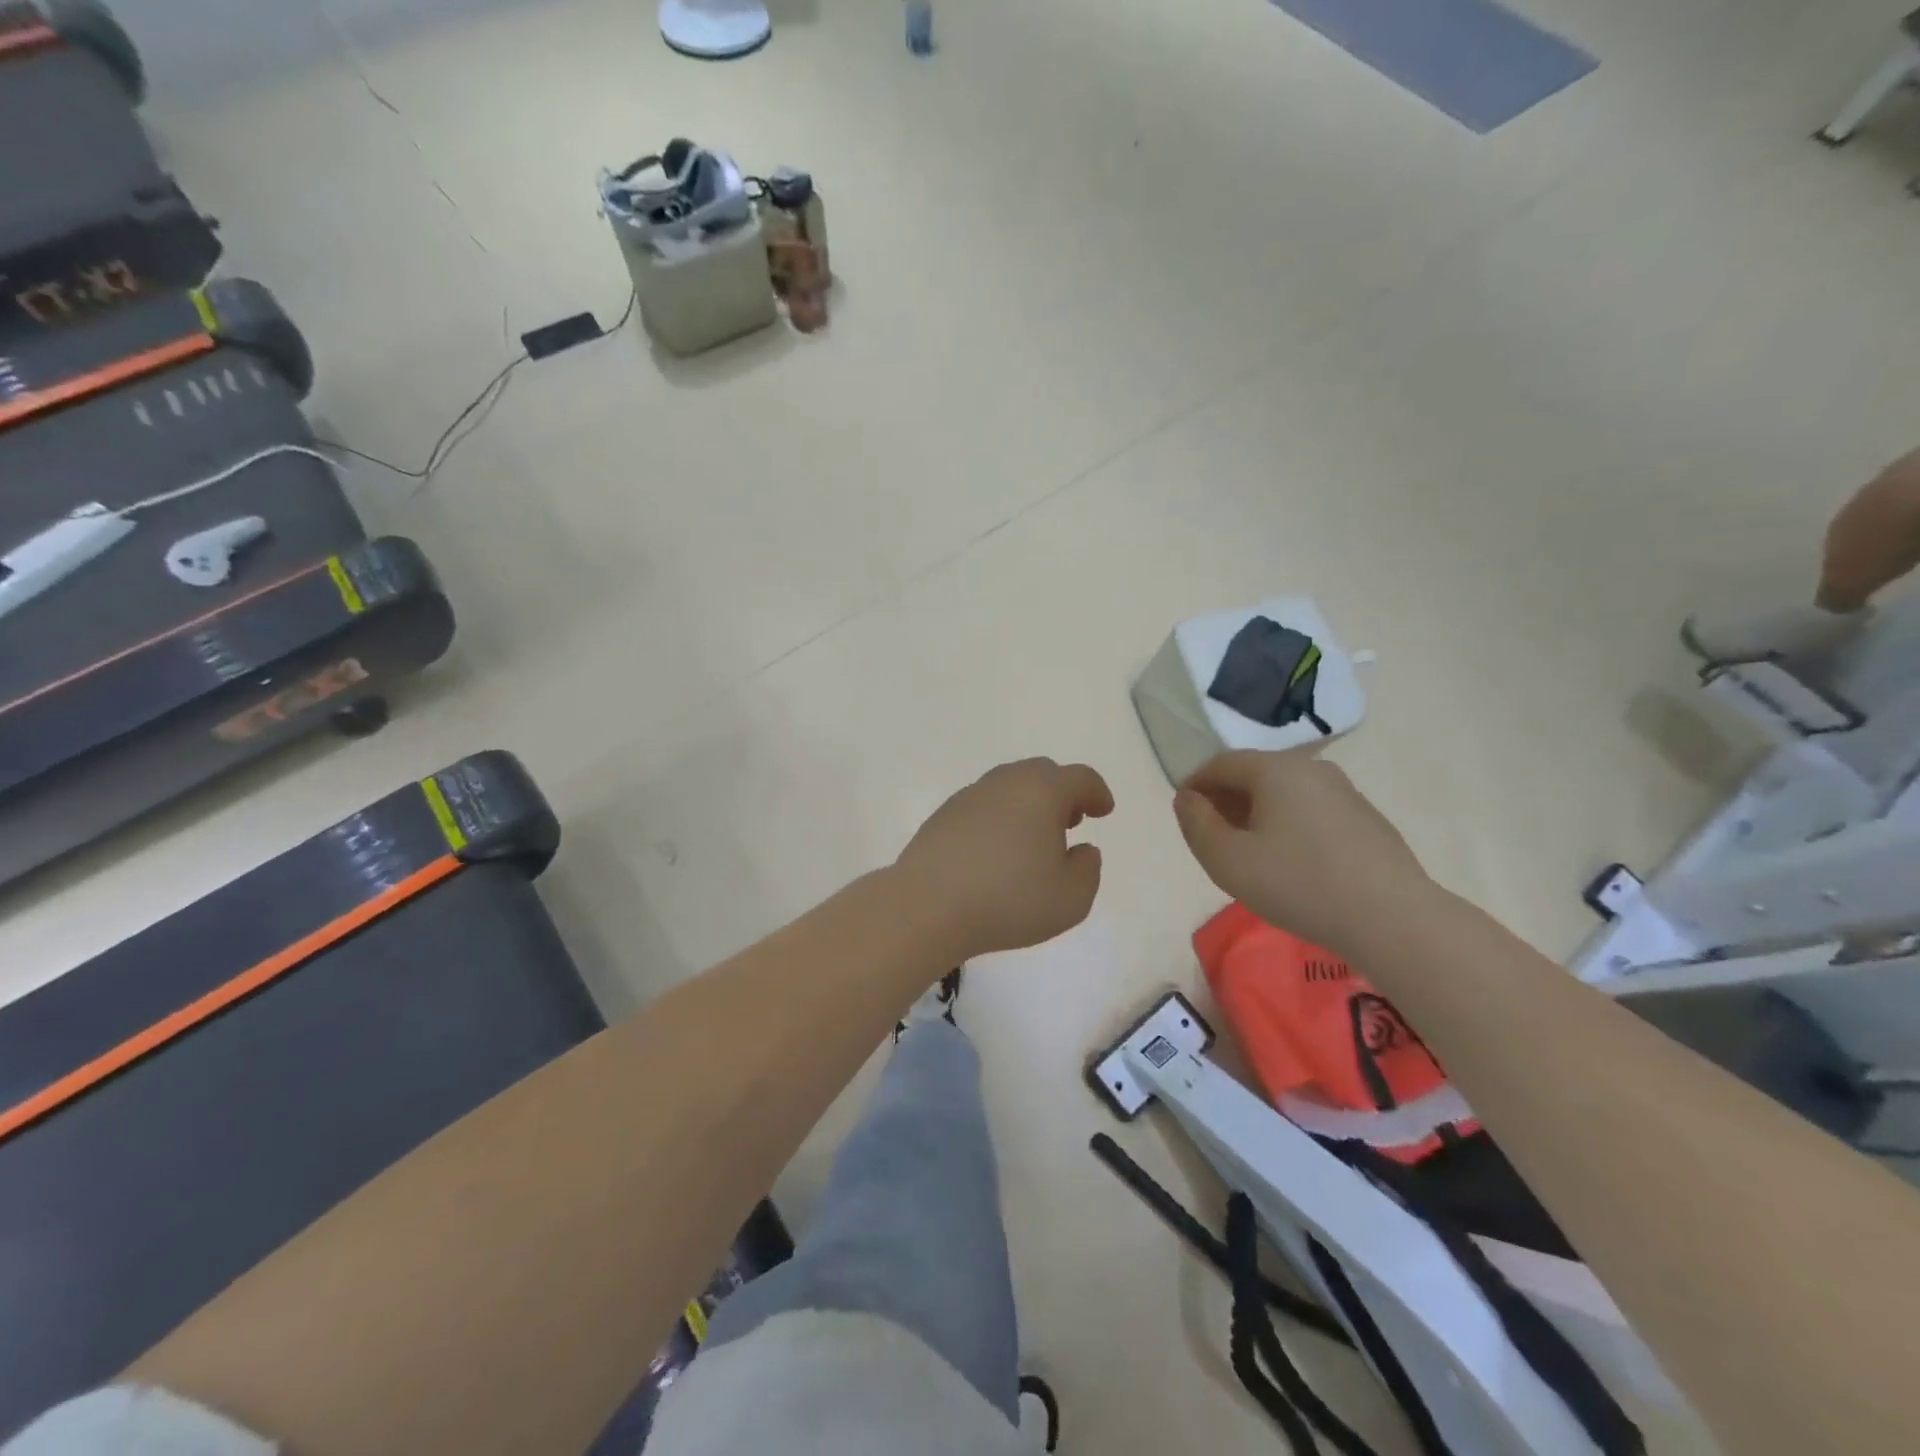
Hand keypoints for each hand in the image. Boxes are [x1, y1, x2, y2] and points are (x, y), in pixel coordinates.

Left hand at [895, 758, 1114, 959]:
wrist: (927, 906)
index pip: (1079, 778)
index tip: (1103, 811)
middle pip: (1042, 773)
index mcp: (1042, 792)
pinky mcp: (943, 815)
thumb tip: (1083, 850)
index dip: (1097, 792)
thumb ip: (1088, 870)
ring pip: (1009, 786)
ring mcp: (970, 796)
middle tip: (1070, 821)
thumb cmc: (1008, 901)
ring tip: (1033, 838)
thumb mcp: (1070, 899)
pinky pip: (983, 805)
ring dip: (1028, 803)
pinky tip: (996, 849)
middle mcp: (1006, 783)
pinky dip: (999, 817)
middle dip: (1062, 793)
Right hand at [1173, 750, 1429, 955]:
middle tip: (1212, 837)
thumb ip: (1196, 824)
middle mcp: (1312, 769)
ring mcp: (1345, 793)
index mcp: (1275, 769)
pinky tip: (1292, 864)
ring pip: (1285, 794)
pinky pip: (1312, 812)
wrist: (1392, 919)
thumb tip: (1187, 799)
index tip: (1184, 814)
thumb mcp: (1227, 860)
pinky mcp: (1366, 820)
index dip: (1195, 785)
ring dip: (1258, 814)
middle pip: (1254, 774)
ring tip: (1250, 853)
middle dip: (1226, 800)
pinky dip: (1289, 826)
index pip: (1221, 763)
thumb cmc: (1298, 884)